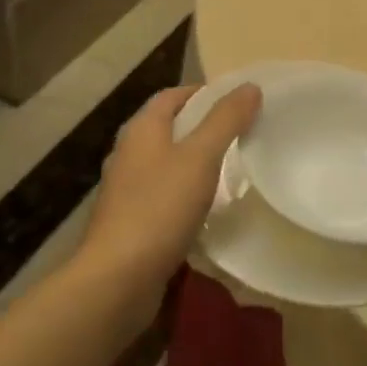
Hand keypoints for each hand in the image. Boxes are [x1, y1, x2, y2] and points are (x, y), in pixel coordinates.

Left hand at [76, 84, 261, 316]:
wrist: (117, 280)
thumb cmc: (159, 208)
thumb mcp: (200, 157)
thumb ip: (225, 120)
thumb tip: (249, 86)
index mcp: (141, 129)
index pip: (173, 96)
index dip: (204, 94)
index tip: (238, 103)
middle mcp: (128, 152)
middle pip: (169, 128)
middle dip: (202, 128)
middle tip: (241, 135)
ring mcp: (126, 189)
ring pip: (166, 163)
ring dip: (194, 163)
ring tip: (230, 171)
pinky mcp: (129, 222)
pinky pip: (162, 196)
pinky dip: (185, 195)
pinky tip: (206, 210)